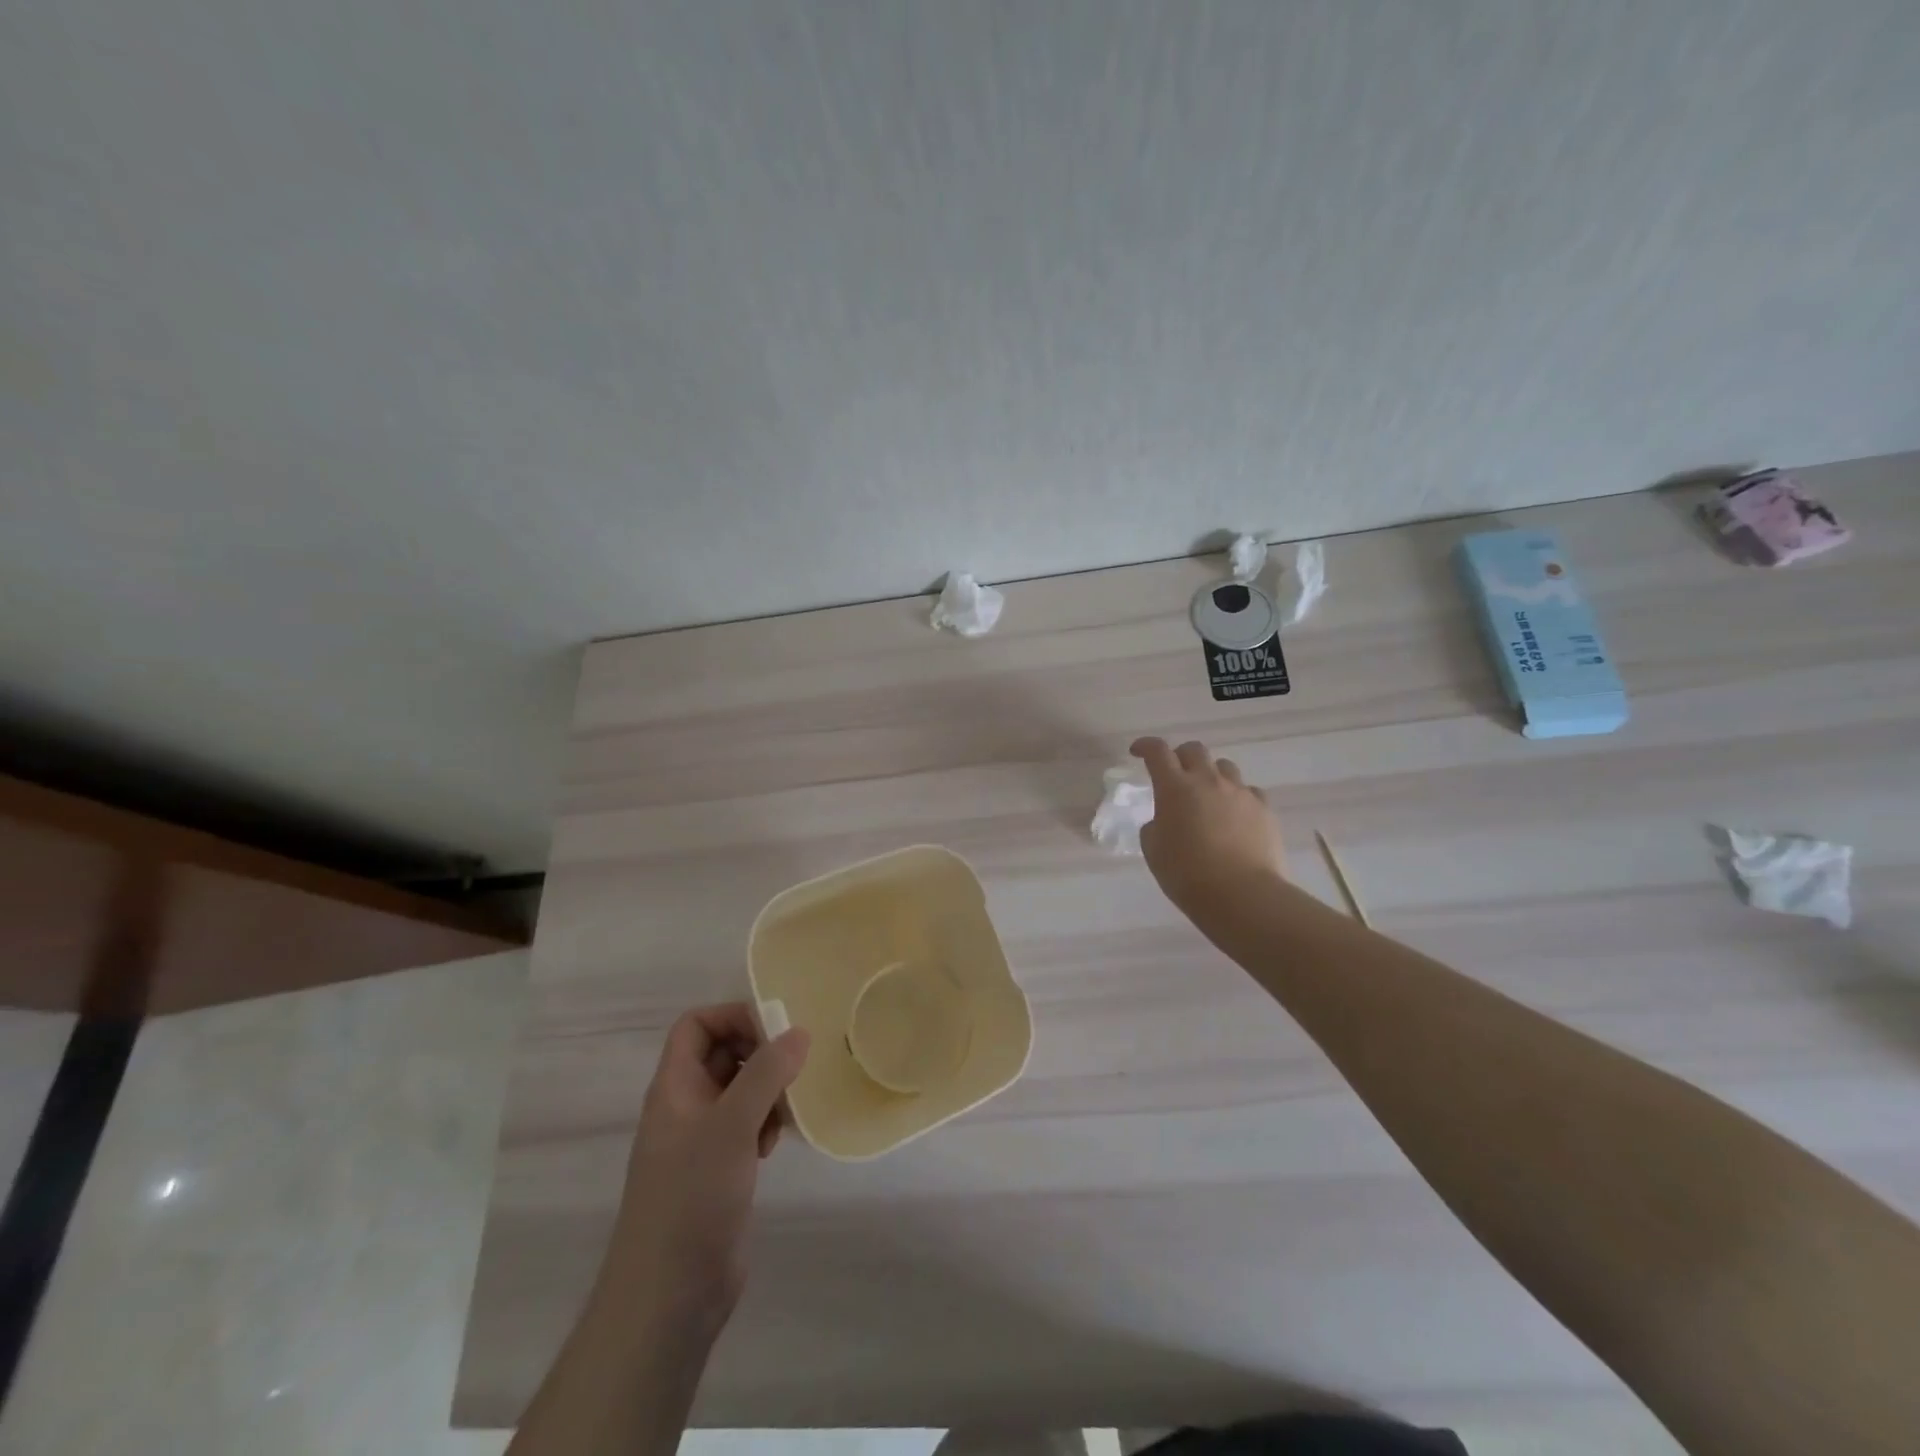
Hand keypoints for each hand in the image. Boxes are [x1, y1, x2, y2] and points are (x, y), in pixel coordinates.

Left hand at [603, 1003, 810, 1337]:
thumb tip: (799, 1032)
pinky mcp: (718, 1169)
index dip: (733, 1016)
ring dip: (767, 1090)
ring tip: (785, 1111)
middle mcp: (685, 1105)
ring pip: (739, 1089)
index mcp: (674, 1086)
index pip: (696, 1025)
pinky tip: (775, 1144)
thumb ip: (766, 1073)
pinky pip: (745, 1124)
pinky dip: (764, 1122)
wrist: (668, 1297)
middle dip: (759, 1053)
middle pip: (721, 1053)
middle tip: (792, 1068)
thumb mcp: (732, 1126)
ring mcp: (701, 1139)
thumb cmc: (691, 1198)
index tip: (775, 1030)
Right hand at [1131, 736, 1285, 916]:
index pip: (1157, 752)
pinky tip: (1234, 816)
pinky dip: (1237, 797)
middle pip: (1194, 750)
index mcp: (1175, 788)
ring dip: (1211, 774)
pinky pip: (1248, 791)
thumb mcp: (1154, 850)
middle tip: (1174, 774)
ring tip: (1207, 796)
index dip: (1145, 746)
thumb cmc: (1187, 874)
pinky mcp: (1264, 809)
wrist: (1242, 895)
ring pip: (1224, 767)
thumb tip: (1165, 820)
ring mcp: (1240, 793)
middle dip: (1180, 756)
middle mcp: (1208, 781)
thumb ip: (1155, 826)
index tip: (1137, 752)